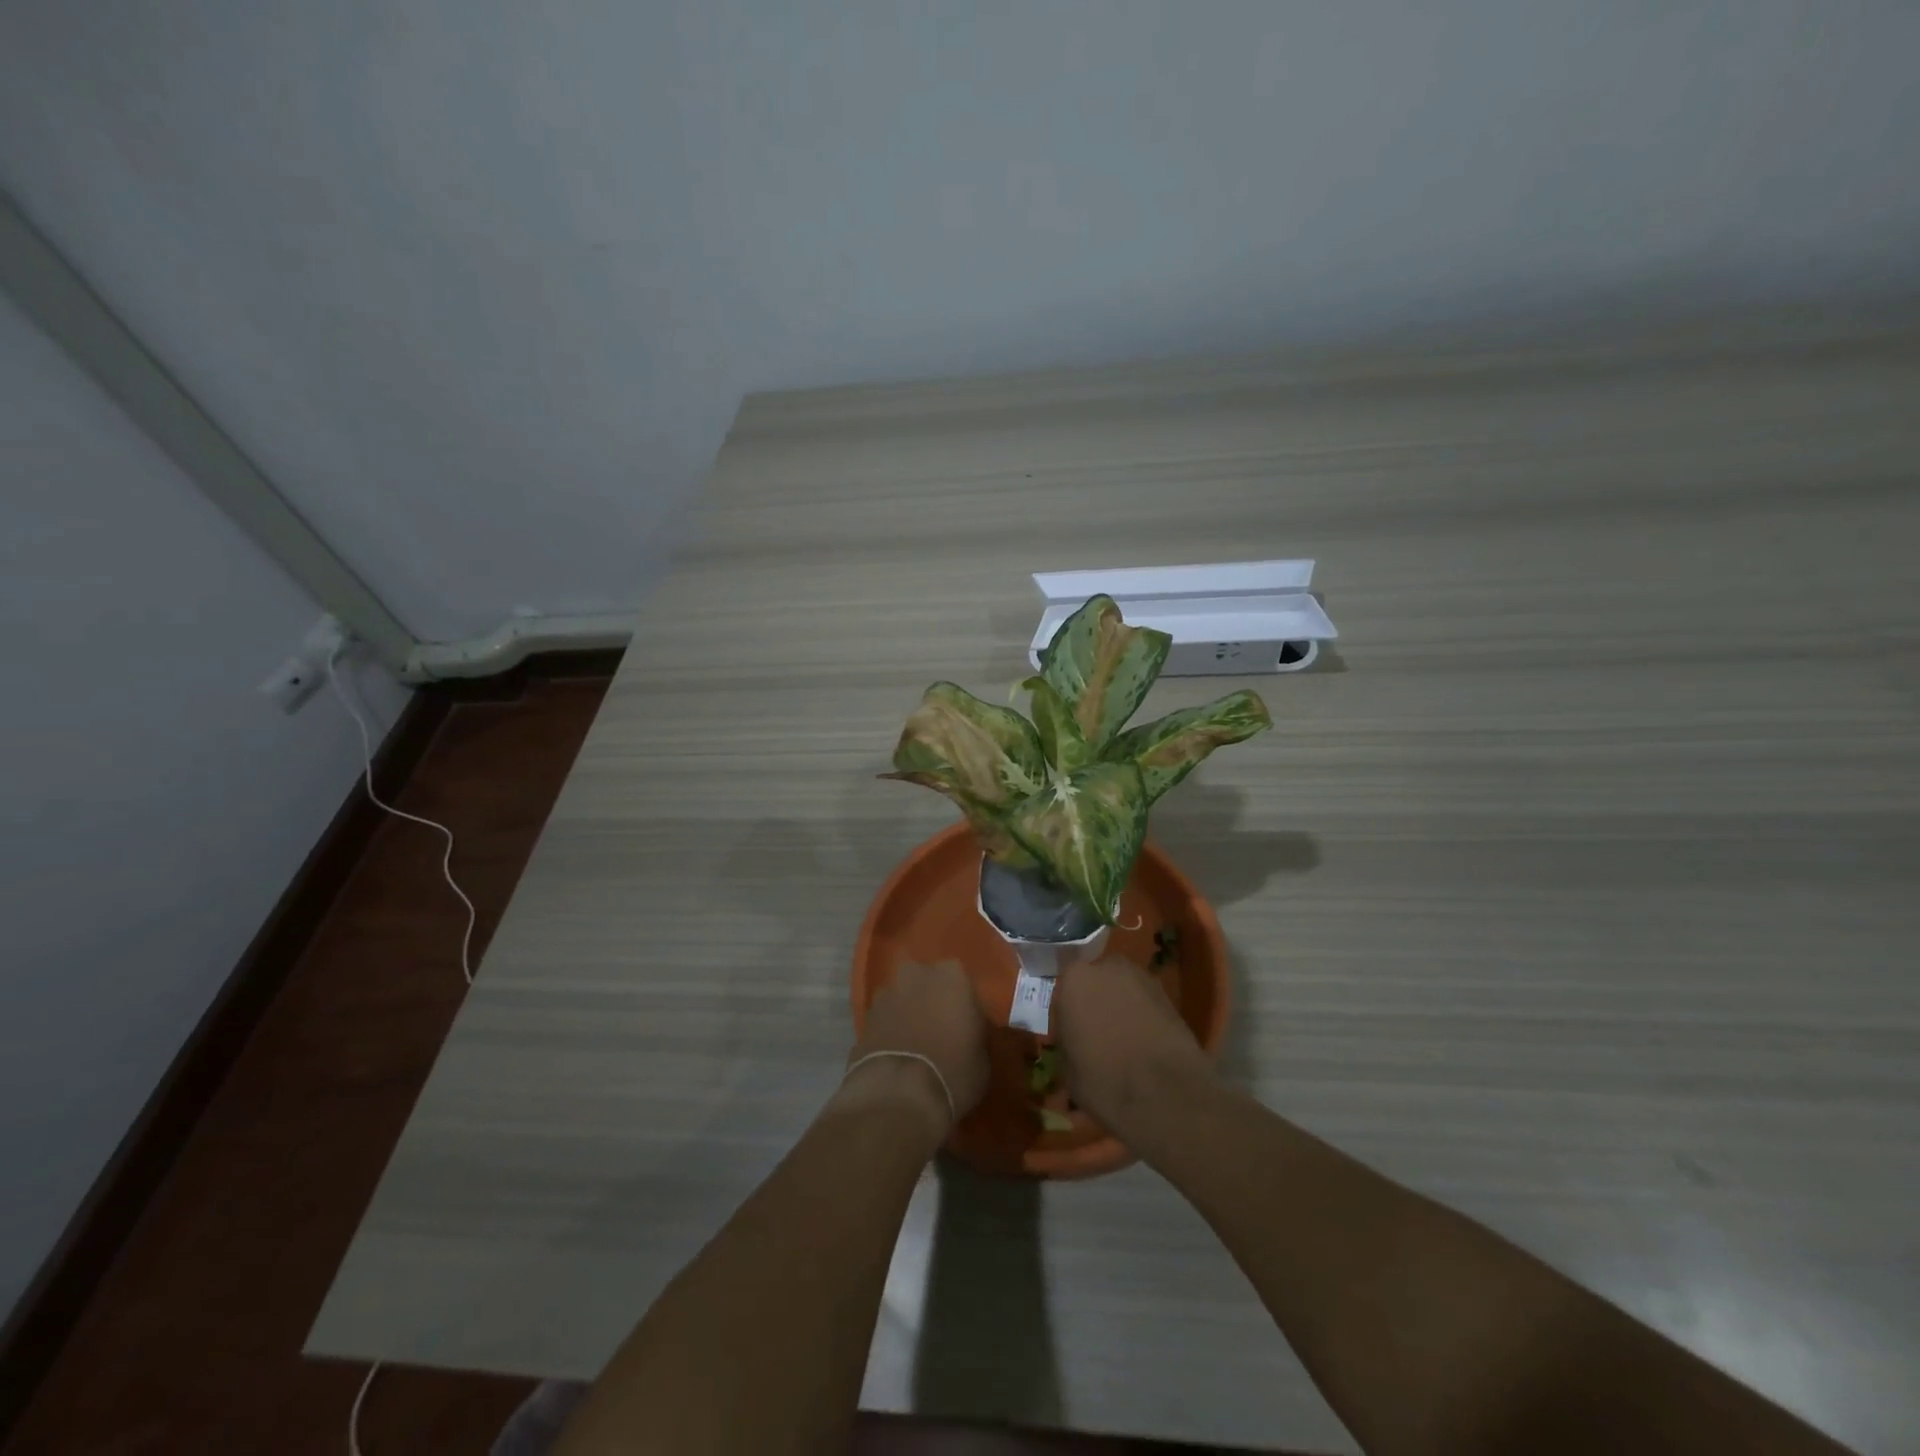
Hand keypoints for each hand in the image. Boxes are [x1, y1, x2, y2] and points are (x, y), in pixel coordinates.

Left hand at [844, 960, 990, 1132]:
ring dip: (906, 1014)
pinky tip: (894, 1057)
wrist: (899, 1095)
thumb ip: (974, 1032)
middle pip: (926, 982)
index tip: (965, 1027)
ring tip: (913, 1047)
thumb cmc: (954, 1071)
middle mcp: (916, 974)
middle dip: (930, 1000)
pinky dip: (888, 1032)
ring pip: (902, 998)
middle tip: (938, 1031)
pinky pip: (884, 1020)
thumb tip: (966, 1032)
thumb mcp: (982, 1055)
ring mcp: (886, 994)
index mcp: (952, 975)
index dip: (963, 1005)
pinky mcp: (864, 1018)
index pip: (962, 983)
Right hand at [1053, 953, 1213, 1136]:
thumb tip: (1077, 1040)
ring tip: (1124, 1039)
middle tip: (1097, 1033)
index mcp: (1074, 979)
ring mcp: (1141, 977)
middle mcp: (1107, 967)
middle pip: (1095, 981)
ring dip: (1121, 1005)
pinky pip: (1144, 1001)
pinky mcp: (1168, 993)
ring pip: (1122, 988)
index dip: (1068, 1013)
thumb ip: (1069, 1040)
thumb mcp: (1067, 1068)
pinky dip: (1143, 1015)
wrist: (1163, 1091)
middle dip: (1096, 1001)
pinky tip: (1145, 1042)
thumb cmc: (1103, 1079)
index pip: (1064, 990)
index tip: (1072, 1035)